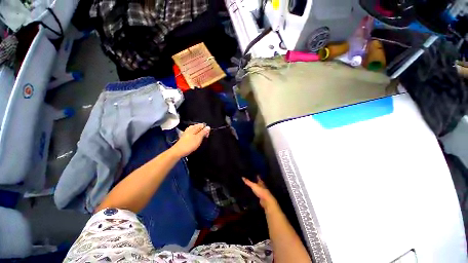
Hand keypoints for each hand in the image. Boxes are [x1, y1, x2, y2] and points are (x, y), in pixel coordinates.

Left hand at [171, 124, 209, 157]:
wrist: (178, 151)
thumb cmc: (189, 144)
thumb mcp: (199, 138)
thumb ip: (204, 132)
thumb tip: (208, 127)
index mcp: (194, 127)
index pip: (203, 125)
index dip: (206, 129)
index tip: (207, 135)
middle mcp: (190, 128)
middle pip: (199, 128)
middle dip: (203, 132)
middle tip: (204, 138)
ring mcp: (187, 132)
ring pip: (196, 131)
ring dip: (200, 135)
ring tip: (200, 141)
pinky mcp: (185, 137)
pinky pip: (193, 135)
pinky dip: (196, 137)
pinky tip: (196, 141)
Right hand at [243, 176, 278, 212]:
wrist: (266, 201)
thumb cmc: (261, 191)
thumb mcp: (253, 186)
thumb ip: (248, 182)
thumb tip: (242, 177)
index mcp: (261, 182)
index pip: (258, 178)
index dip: (256, 176)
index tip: (253, 174)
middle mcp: (262, 186)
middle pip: (258, 183)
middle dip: (255, 181)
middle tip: (250, 179)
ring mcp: (262, 192)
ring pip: (258, 188)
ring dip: (255, 187)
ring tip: (249, 186)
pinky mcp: (261, 197)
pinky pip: (257, 193)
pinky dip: (255, 193)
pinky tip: (251, 193)